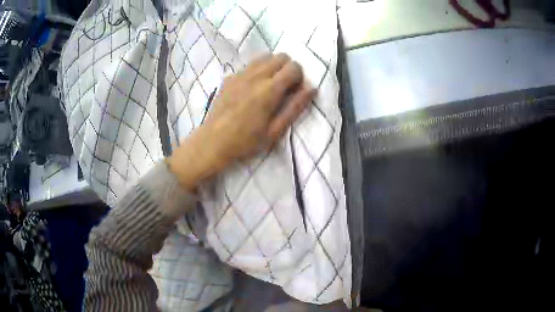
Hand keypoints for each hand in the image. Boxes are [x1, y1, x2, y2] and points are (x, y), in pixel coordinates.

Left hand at [168, 54, 315, 191]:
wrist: (213, 142)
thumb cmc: (246, 141)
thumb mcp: (275, 130)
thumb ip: (295, 107)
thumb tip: (312, 88)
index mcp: (269, 90)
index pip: (294, 67)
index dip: (299, 78)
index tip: (294, 92)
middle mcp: (255, 75)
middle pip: (281, 56)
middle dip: (288, 69)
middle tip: (283, 88)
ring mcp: (240, 74)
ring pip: (265, 57)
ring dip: (273, 67)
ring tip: (268, 86)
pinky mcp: (230, 77)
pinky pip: (250, 65)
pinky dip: (258, 70)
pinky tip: (251, 89)